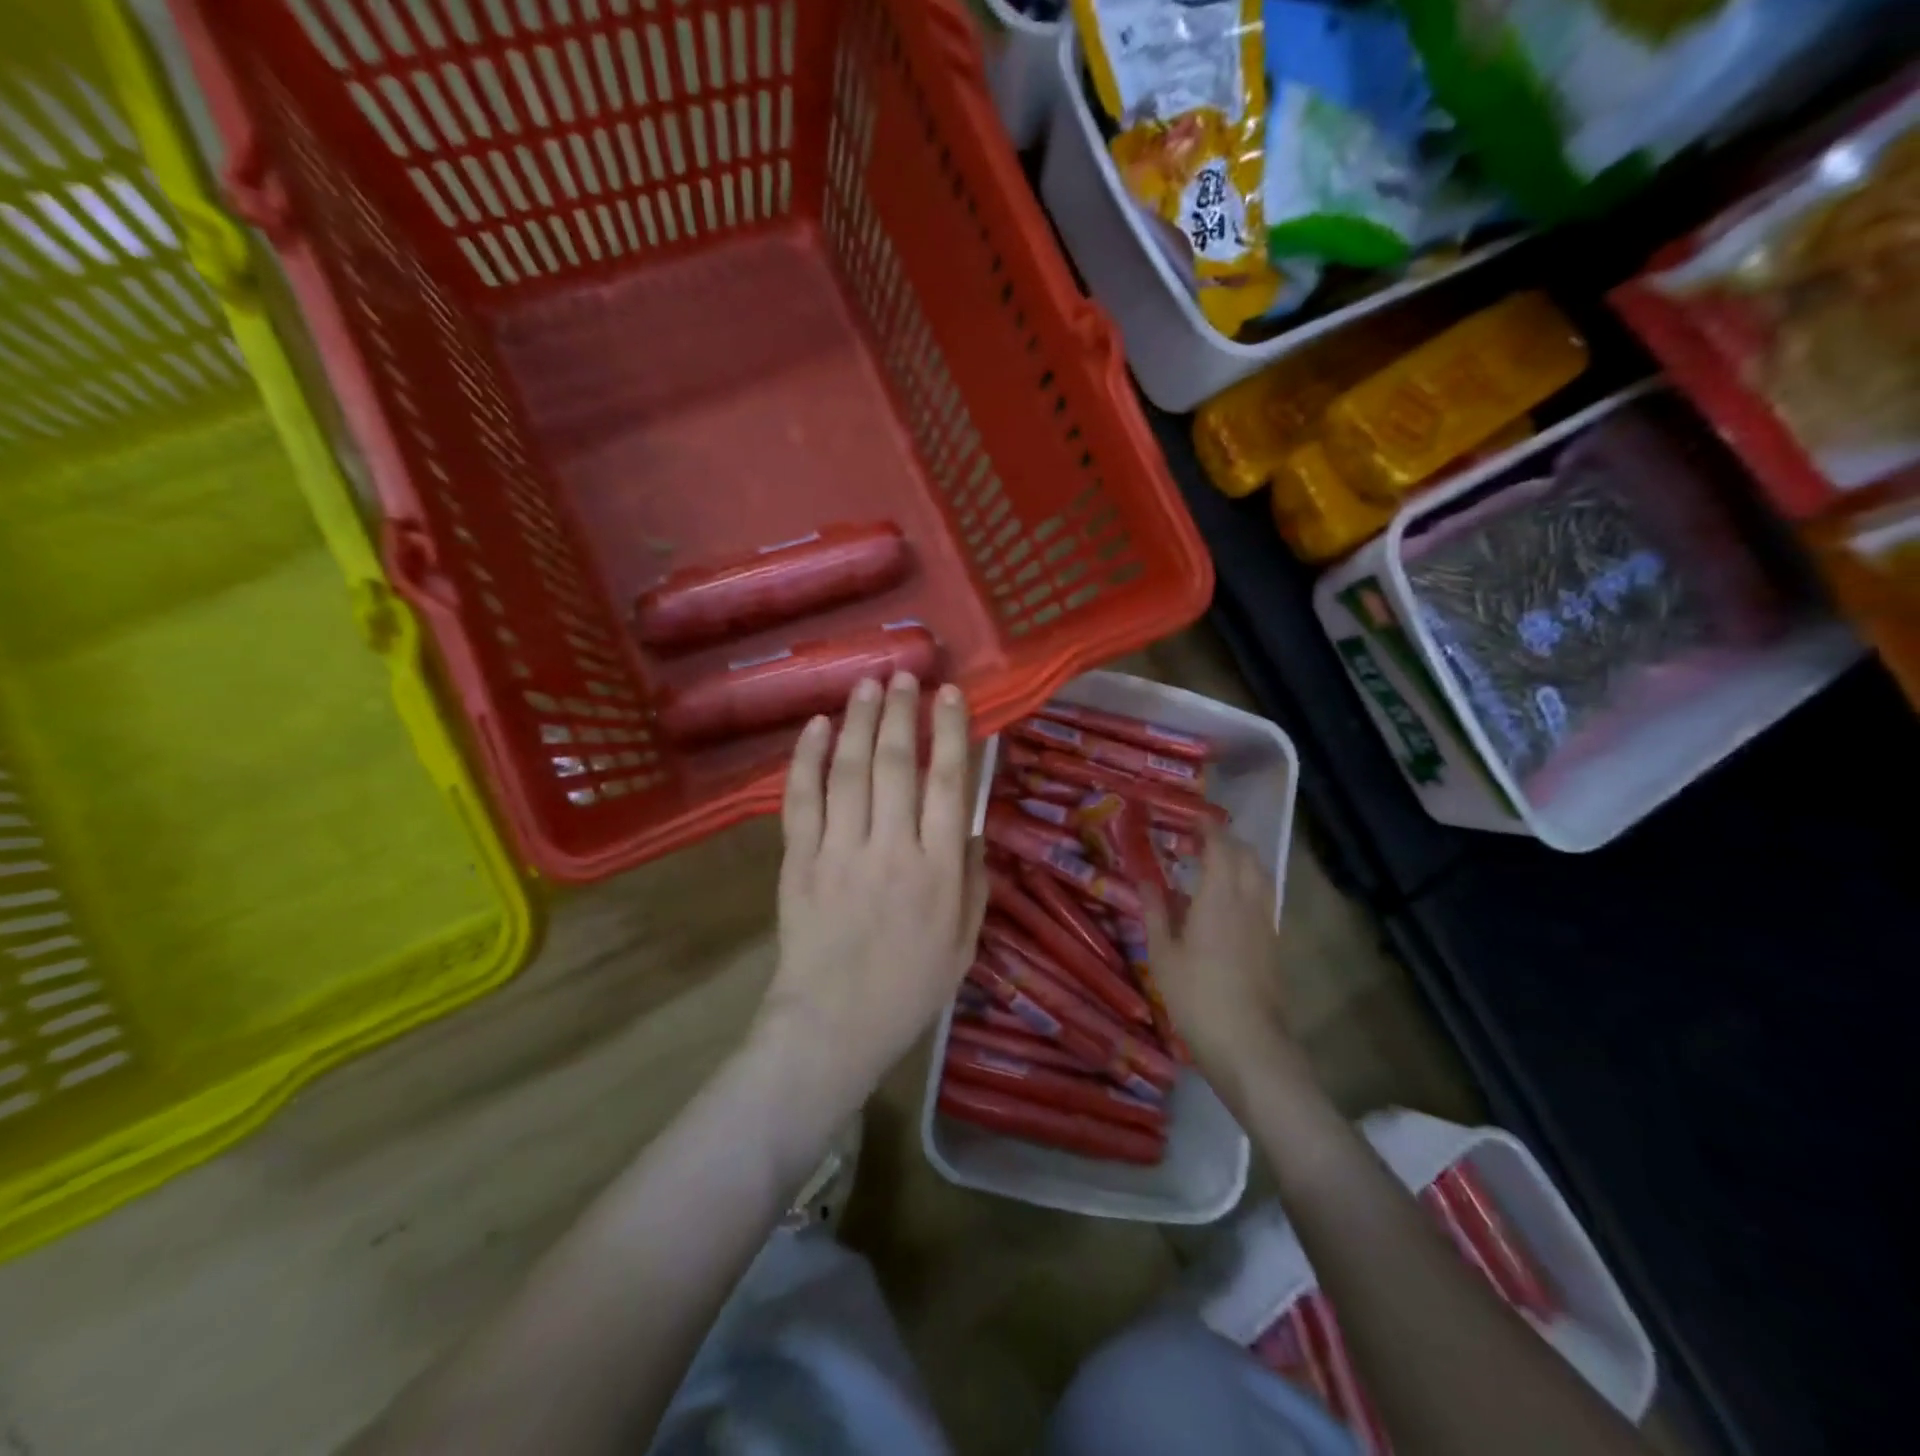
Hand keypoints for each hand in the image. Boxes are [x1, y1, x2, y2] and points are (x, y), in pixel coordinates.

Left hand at [755, 673, 986, 1108]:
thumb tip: (969, 829)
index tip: (950, 693)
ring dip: (858, 722)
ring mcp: (840, 851)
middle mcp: (892, 849)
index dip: (951, 731)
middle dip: (901, 712)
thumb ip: (972, 882)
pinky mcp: (798, 860)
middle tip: (903, 675)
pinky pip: (801, 799)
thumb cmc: (909, 990)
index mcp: (938, 870)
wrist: (833, 1025)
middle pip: (897, 764)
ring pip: (849, 771)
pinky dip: (806, 759)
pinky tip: (814, 726)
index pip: (949, 783)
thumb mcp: (964, 943)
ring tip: (866, 684)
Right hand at [1142, 831, 1298, 1095]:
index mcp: (1219, 898)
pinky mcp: (1274, 945)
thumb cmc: (1197, 996)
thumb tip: (1146, 877)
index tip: (1192, 819)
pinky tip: (1229, 904)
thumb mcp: (1163, 954)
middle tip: (1200, 841)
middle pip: (1247, 857)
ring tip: (1216, 867)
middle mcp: (1249, 902)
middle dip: (1227, 841)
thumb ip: (1155, 911)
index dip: (1209, 829)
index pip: (1221, 848)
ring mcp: (1266, 924)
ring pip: (1261, 877)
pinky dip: (1248, 886)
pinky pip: (1264, 899)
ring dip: (1242, 862)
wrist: (1249, 1044)